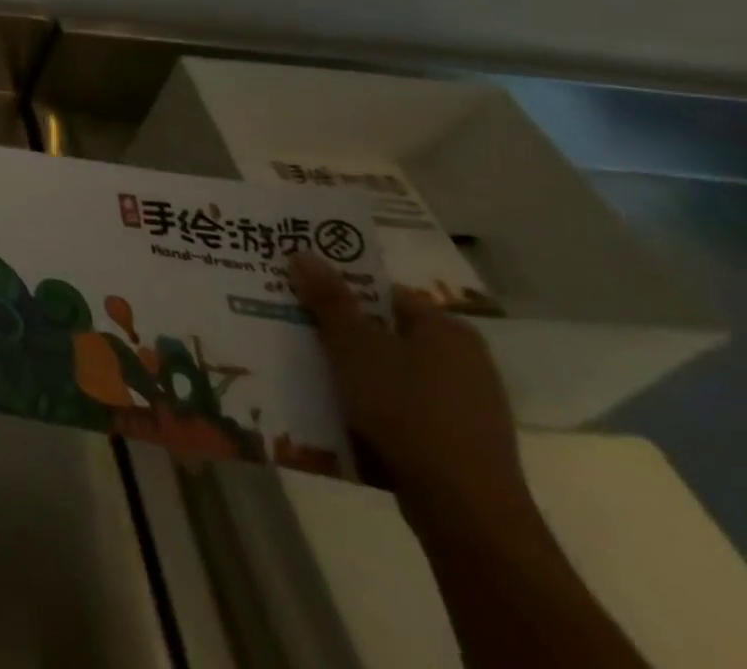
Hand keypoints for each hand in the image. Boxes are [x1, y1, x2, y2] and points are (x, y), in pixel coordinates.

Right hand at [289, 252, 531, 531]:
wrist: (465, 510)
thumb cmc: (407, 409)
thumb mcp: (354, 346)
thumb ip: (328, 299)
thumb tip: (303, 252)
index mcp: (446, 329)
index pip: (383, 293)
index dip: (339, 289)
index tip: (299, 293)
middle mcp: (465, 360)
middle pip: (386, 332)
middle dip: (341, 330)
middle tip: (294, 327)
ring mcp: (467, 405)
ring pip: (392, 372)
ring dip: (354, 370)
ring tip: (307, 368)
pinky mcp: (459, 442)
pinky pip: (404, 408)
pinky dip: (374, 404)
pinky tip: (341, 411)